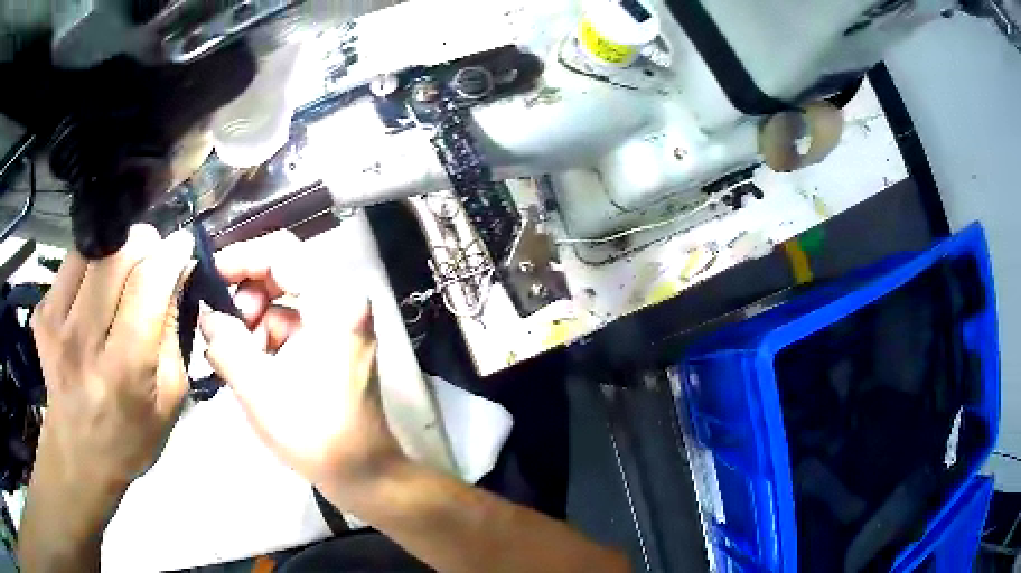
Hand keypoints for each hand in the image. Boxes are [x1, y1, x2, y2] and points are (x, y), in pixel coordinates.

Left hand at [21, 225, 194, 570]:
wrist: (78, 455)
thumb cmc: (131, 436)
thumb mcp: (169, 399)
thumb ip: (173, 333)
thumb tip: (178, 271)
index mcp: (123, 370)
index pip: (147, 285)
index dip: (169, 253)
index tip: (182, 243)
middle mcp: (83, 341)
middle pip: (117, 254)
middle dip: (143, 243)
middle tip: (153, 257)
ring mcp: (55, 324)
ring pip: (93, 249)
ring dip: (116, 249)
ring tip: (124, 272)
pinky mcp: (42, 314)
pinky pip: (71, 263)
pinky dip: (91, 263)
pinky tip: (95, 289)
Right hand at [199, 231, 403, 503]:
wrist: (363, 474)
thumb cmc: (314, 434)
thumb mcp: (257, 386)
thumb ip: (225, 341)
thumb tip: (207, 313)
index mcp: (334, 301)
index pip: (281, 252)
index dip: (240, 258)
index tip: (210, 277)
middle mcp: (343, 302)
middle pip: (283, 274)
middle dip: (245, 297)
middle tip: (222, 329)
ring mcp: (341, 323)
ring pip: (283, 302)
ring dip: (252, 322)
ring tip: (232, 357)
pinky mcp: (334, 344)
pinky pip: (291, 325)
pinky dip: (266, 338)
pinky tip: (247, 365)